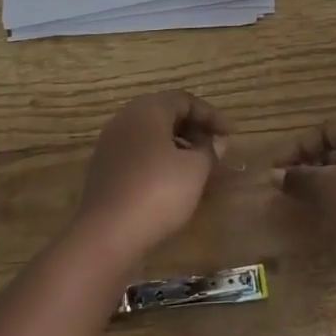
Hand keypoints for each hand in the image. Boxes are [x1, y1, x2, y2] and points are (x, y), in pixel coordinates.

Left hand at [72, 91, 229, 264]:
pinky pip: (138, 153)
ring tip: (198, 167)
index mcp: (147, 110)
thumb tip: (215, 141)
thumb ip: (209, 150)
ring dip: (177, 145)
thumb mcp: (194, 169)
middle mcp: (125, 119)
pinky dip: (159, 160)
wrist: (106, 235)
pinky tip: (172, 182)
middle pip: (165, 114)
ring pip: (151, 135)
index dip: (211, 116)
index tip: (231, 135)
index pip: (184, 100)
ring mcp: (110, 144)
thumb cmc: (157, 192)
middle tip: (216, 148)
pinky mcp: (104, 169)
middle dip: (194, 129)